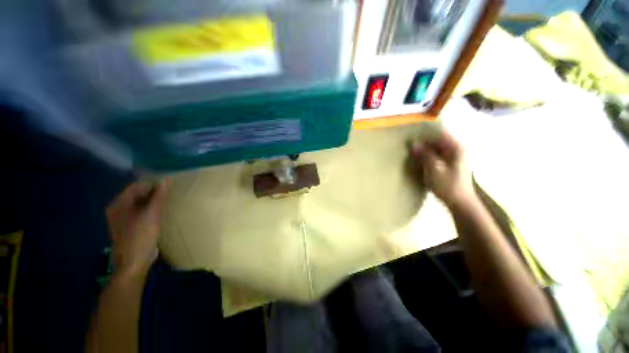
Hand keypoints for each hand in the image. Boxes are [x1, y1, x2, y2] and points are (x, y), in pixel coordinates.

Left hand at [106, 181, 166, 277]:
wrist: (133, 262)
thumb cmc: (141, 236)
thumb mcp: (152, 214)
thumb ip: (159, 196)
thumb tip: (166, 180)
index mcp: (118, 204)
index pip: (136, 186)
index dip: (152, 184)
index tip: (168, 185)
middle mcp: (117, 209)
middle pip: (137, 195)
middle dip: (153, 193)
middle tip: (169, 194)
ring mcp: (122, 219)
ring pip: (140, 204)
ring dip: (152, 202)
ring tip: (167, 202)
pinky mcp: (129, 227)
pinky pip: (140, 213)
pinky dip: (149, 210)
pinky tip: (159, 213)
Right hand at [410, 131, 474, 207]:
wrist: (460, 203)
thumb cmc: (448, 185)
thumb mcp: (434, 169)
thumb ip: (424, 155)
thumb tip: (413, 144)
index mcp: (455, 147)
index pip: (439, 132)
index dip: (425, 132)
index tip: (411, 133)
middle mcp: (456, 149)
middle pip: (437, 140)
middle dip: (423, 141)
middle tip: (408, 143)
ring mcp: (453, 157)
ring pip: (436, 148)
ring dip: (424, 149)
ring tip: (411, 151)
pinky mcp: (449, 165)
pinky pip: (436, 155)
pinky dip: (427, 156)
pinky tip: (418, 160)